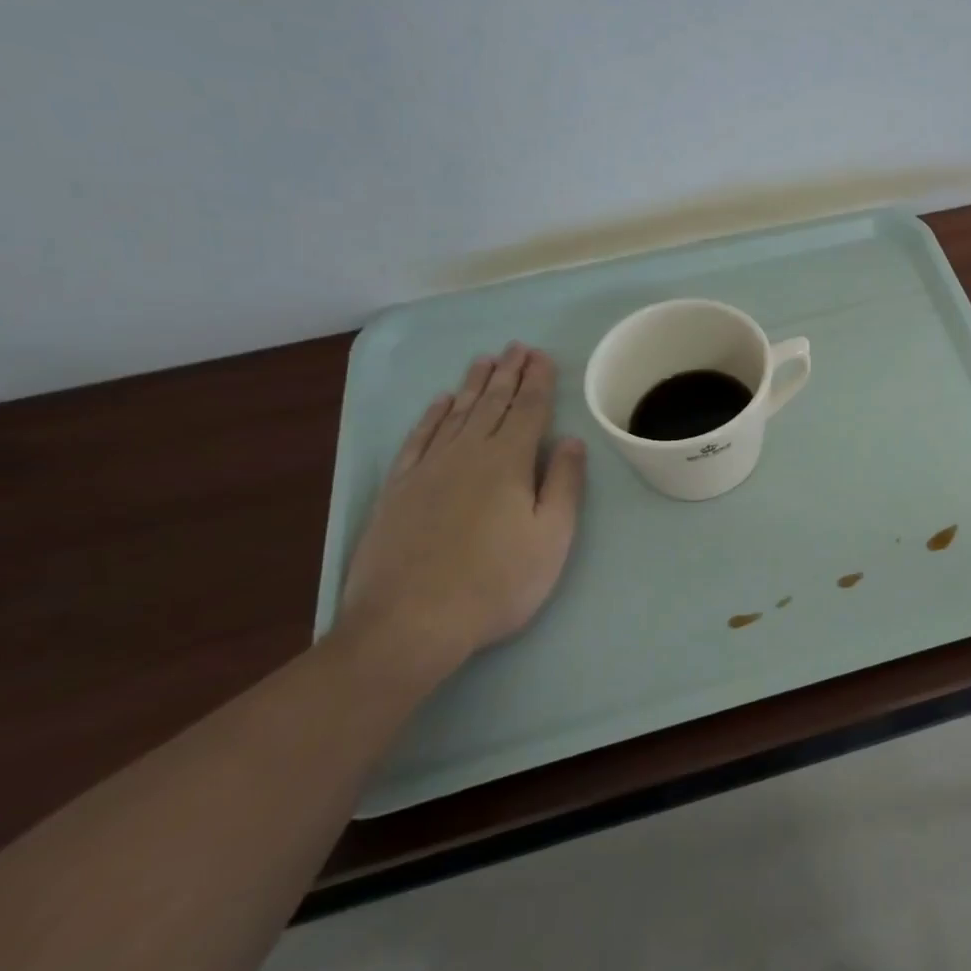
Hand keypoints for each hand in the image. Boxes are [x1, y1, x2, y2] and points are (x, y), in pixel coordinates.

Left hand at [339, 344, 586, 671]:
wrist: (409, 623)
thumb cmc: (496, 583)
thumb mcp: (550, 538)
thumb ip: (563, 485)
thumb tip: (572, 441)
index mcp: (508, 462)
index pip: (529, 409)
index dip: (538, 381)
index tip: (543, 356)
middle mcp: (467, 453)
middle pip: (492, 403)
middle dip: (508, 373)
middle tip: (517, 347)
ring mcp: (428, 469)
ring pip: (456, 414)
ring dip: (474, 385)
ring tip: (486, 360)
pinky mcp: (398, 489)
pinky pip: (419, 438)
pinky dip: (432, 416)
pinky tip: (440, 403)